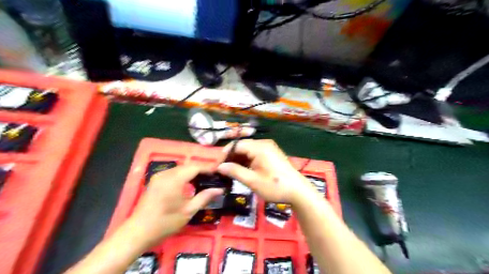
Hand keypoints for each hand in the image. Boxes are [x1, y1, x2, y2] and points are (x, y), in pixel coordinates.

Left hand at [123, 164, 222, 250]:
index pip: (195, 167)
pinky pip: (173, 173)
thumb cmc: (165, 222)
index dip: (208, 168)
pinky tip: (188, 184)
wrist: (138, 232)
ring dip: (191, 172)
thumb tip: (219, 189)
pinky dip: (183, 175)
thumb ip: (204, 197)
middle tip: (212, 178)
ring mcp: (158, 176)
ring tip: (203, 180)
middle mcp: (166, 174)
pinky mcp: (154, 181)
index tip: (218, 173)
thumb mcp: (188, 211)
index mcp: (175, 179)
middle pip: (187, 166)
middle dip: (201, 170)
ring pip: (180, 168)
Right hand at [216, 141, 314, 205]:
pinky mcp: (271, 154)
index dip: (224, 155)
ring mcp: (269, 148)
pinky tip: (242, 170)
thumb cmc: (275, 186)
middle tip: (222, 171)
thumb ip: (235, 171)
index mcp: (259, 147)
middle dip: (231, 158)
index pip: (236, 145)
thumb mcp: (253, 181)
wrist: (298, 191)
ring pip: (248, 150)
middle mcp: (264, 144)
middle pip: (242, 146)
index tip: (217, 167)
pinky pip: (255, 154)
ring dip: (238, 160)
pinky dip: (247, 161)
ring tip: (230, 172)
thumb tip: (219, 167)